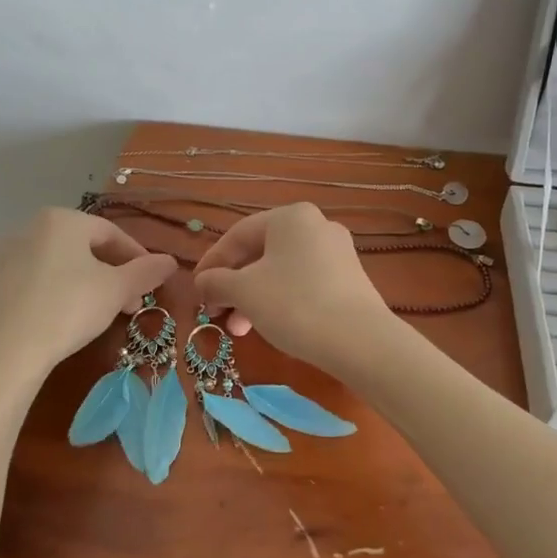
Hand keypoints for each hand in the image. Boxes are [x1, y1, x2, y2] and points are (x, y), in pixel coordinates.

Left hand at [0, 208, 178, 373]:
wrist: (5, 350)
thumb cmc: (68, 308)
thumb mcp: (117, 290)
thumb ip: (146, 272)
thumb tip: (171, 261)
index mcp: (63, 219)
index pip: (111, 233)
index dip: (137, 257)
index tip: (151, 282)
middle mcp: (32, 227)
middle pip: (85, 247)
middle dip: (114, 274)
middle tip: (131, 303)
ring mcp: (8, 254)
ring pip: (62, 264)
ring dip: (89, 284)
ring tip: (105, 314)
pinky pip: (39, 280)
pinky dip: (61, 292)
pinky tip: (69, 318)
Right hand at [192, 203, 395, 376]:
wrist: (360, 340)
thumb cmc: (294, 304)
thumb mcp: (244, 292)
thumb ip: (217, 282)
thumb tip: (203, 282)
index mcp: (290, 217)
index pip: (238, 235)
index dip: (212, 262)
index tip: (196, 289)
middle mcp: (316, 225)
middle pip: (260, 253)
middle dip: (234, 285)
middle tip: (217, 313)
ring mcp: (337, 252)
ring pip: (281, 270)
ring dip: (254, 297)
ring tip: (240, 329)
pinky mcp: (350, 279)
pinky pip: (304, 282)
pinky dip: (281, 300)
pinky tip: (271, 326)